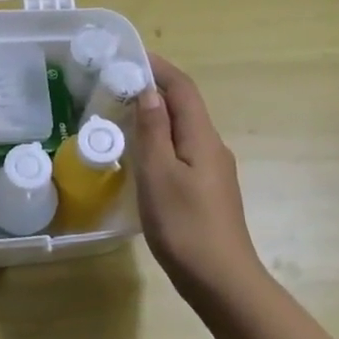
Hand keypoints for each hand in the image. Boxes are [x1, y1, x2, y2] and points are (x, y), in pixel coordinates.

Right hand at [133, 54, 272, 313]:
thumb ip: (152, 132)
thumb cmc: (185, 226)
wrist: (222, 282)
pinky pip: (183, 153)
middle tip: (116, 87)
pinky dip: (161, 143)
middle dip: (154, 90)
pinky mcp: (208, 192)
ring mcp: (213, 172)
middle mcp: (213, 148)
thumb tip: (148, 93)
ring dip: (156, 118)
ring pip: (183, 132)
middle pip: (185, 108)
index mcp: (203, 139)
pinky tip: (142, 158)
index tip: (129, 56)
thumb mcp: (158, 175)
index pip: (183, 89)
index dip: (159, 68)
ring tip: (122, 118)